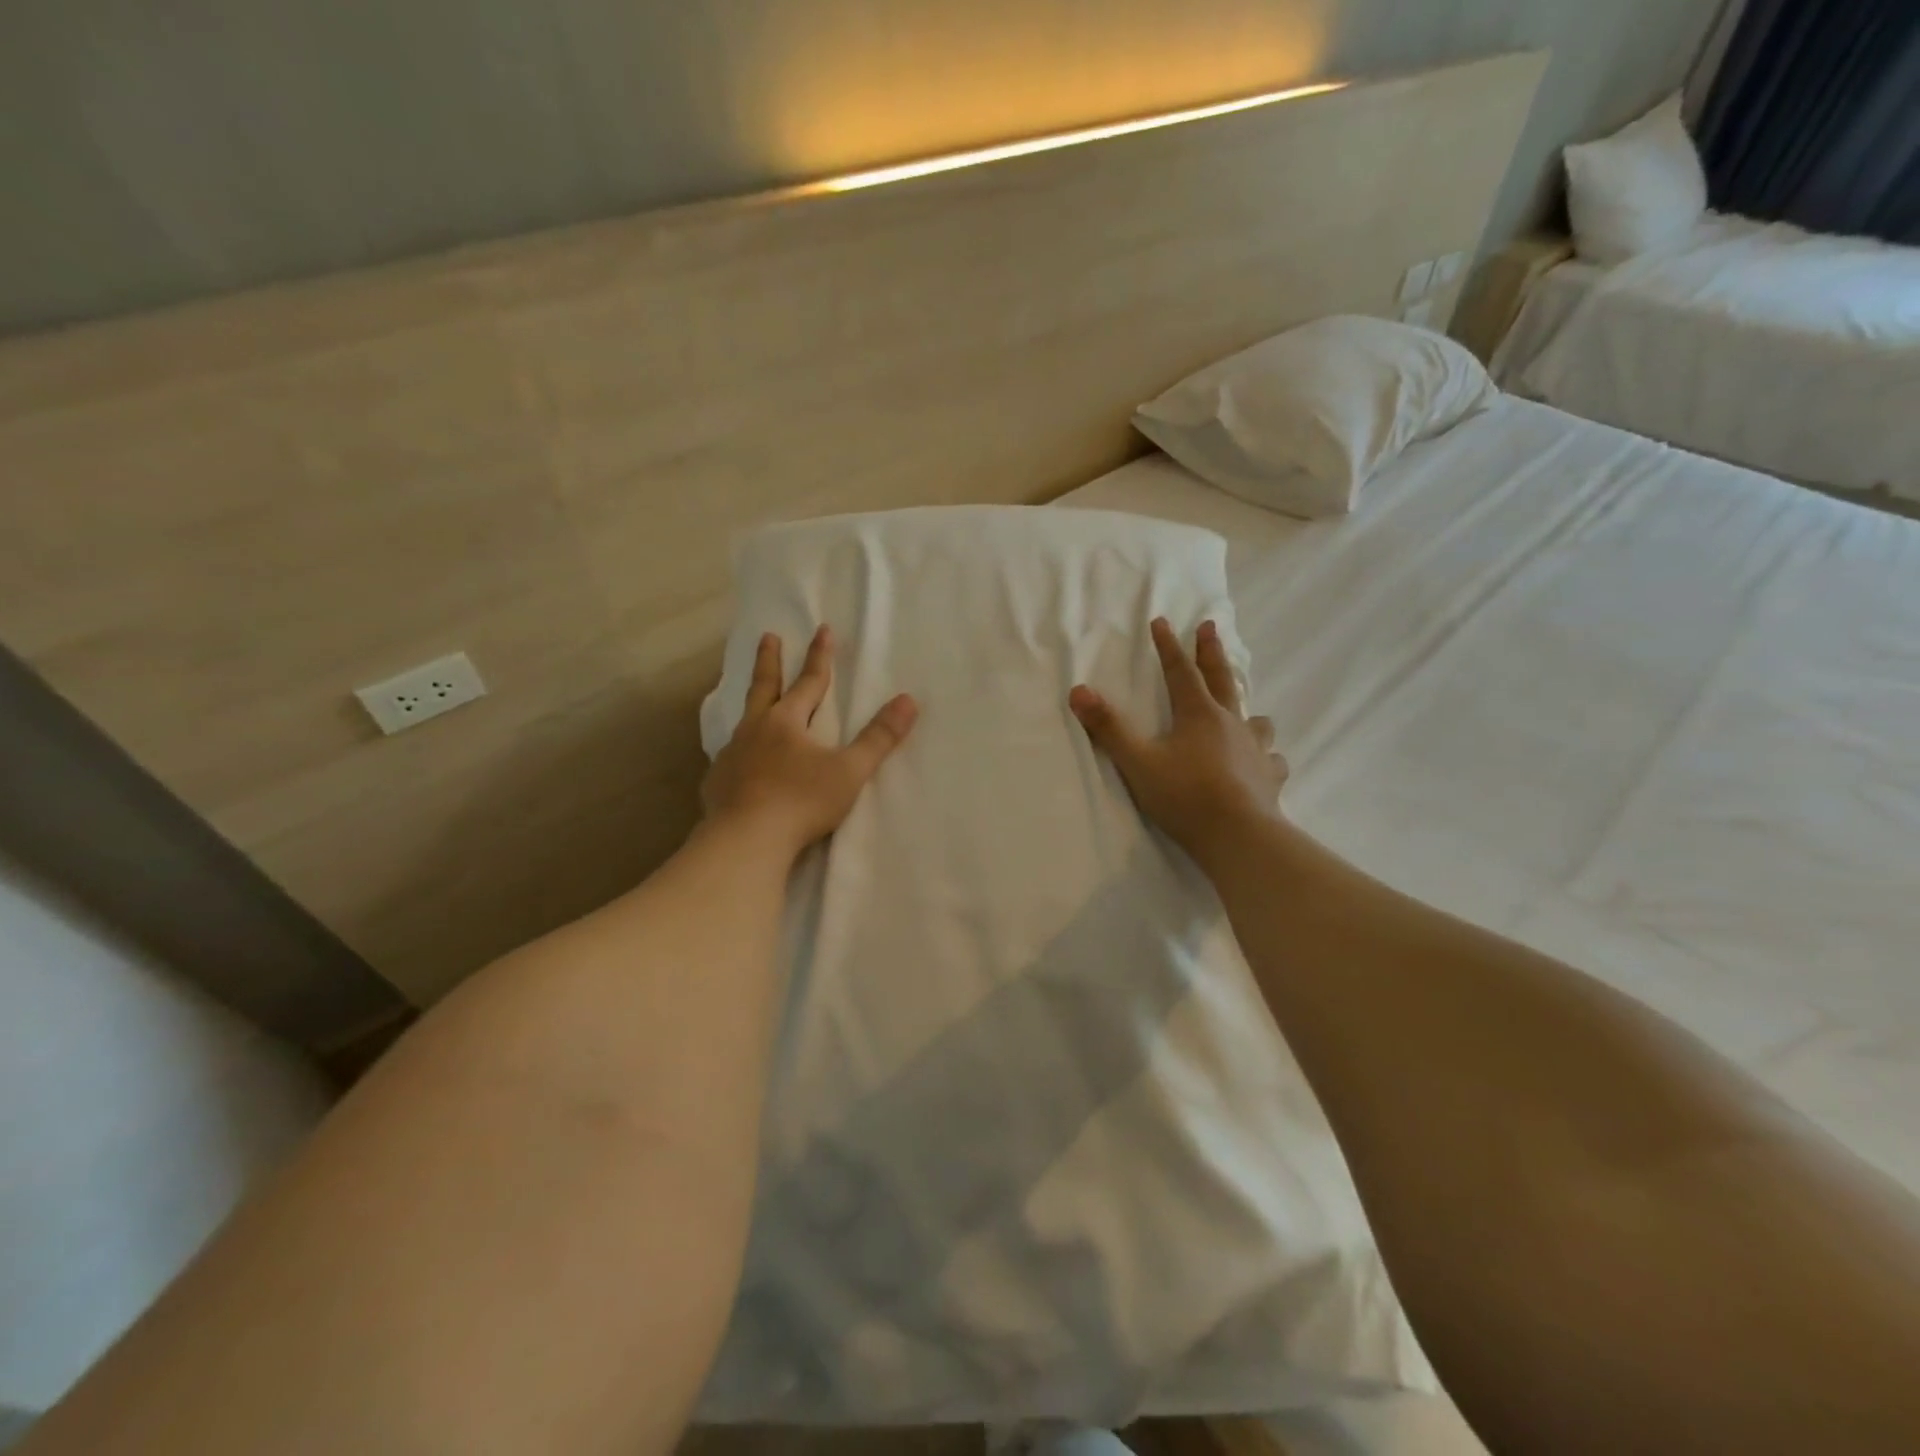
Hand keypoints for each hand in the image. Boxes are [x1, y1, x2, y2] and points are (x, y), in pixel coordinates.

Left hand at [703, 625, 918, 857]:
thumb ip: (879, 737)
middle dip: (770, 660)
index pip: (808, 682)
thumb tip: (908, 700)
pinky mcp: (718, 782)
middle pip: (764, 687)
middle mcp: (755, 730)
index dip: (819, 656)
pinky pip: (731, 756)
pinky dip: (740, 749)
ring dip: (752, 704)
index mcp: (787, 722)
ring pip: (743, 720)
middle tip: (767, 635)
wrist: (746, 840)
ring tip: (754, 700)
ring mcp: (732, 755)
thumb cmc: (802, 801)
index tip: (822, 629)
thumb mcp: (849, 771)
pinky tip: (740, 760)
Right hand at [1070, 618, 1286, 870]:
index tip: (1162, 622)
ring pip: (1256, 720)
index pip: (1180, 671)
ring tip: (1247, 712)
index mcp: (1198, 715)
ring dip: (1248, 710)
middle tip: (1210, 627)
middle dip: (1211, 652)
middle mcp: (1231, 723)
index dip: (1168, 646)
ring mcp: (1255, 750)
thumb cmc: (1185, 796)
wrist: (1239, 836)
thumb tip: (1079, 691)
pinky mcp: (1270, 778)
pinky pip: (1272, 759)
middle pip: (1221, 679)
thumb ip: (1109, 728)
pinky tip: (1264, 762)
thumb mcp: (1137, 762)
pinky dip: (1267, 756)